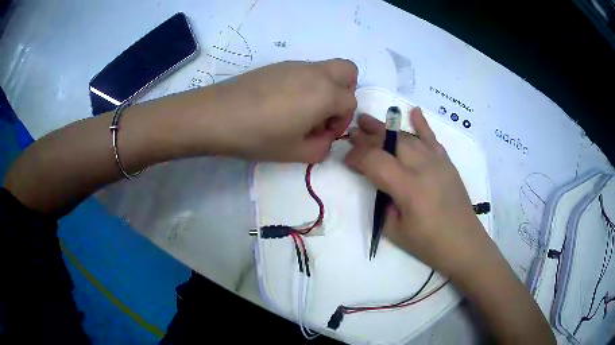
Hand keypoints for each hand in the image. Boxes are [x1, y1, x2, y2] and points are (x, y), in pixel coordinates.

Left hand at [212, 59, 357, 162]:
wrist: (217, 115)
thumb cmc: (259, 136)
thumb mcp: (295, 153)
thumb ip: (321, 148)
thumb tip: (324, 137)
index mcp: (325, 94)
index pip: (351, 102)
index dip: (342, 121)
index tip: (324, 133)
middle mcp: (315, 73)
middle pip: (348, 71)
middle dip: (345, 91)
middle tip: (325, 112)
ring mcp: (295, 65)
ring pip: (325, 69)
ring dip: (325, 87)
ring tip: (300, 110)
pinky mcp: (277, 65)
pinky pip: (304, 70)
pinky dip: (306, 83)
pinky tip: (281, 102)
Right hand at [345, 108, 490, 277]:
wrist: (464, 244)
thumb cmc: (428, 244)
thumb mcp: (395, 230)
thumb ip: (383, 201)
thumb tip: (379, 180)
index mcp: (409, 188)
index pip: (375, 160)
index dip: (357, 157)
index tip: (346, 160)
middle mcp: (424, 168)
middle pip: (390, 142)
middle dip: (368, 136)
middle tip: (352, 133)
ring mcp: (438, 162)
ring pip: (407, 137)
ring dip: (386, 128)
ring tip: (367, 120)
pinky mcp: (447, 163)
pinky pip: (432, 138)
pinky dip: (422, 124)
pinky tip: (413, 111)